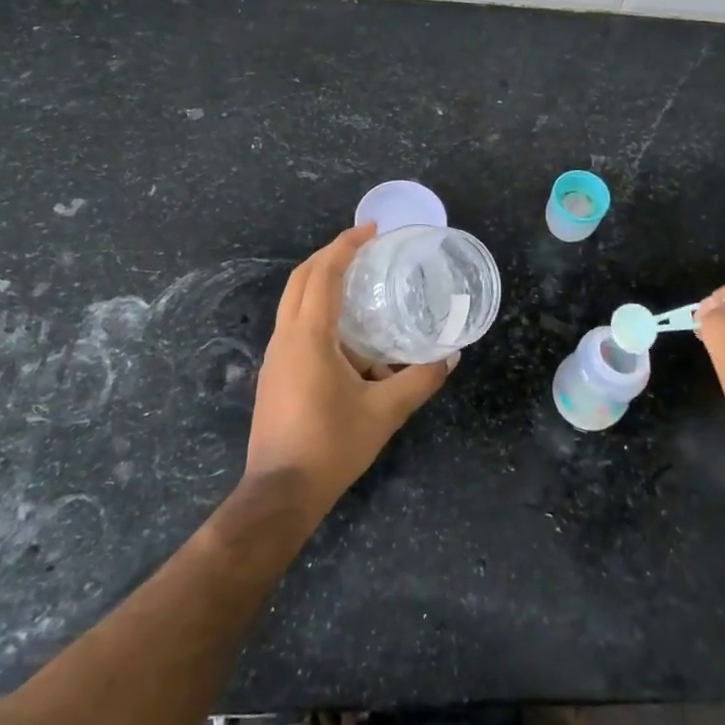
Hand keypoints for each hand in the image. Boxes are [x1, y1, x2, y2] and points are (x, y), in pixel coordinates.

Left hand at [245, 224, 452, 518]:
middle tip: (364, 247)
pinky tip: (348, 336)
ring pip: (293, 302)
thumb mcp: (385, 412)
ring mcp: (274, 356)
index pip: (322, 273)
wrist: (280, 494)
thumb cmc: (331, 446)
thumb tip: (451, 356)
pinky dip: (317, 311)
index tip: (371, 231)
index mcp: (308, 336)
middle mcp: (285, 337)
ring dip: (321, 283)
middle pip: (301, 278)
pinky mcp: (273, 374)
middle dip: (330, 255)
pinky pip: (294, 326)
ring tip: (359, 285)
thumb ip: (420, 380)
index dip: (345, 245)